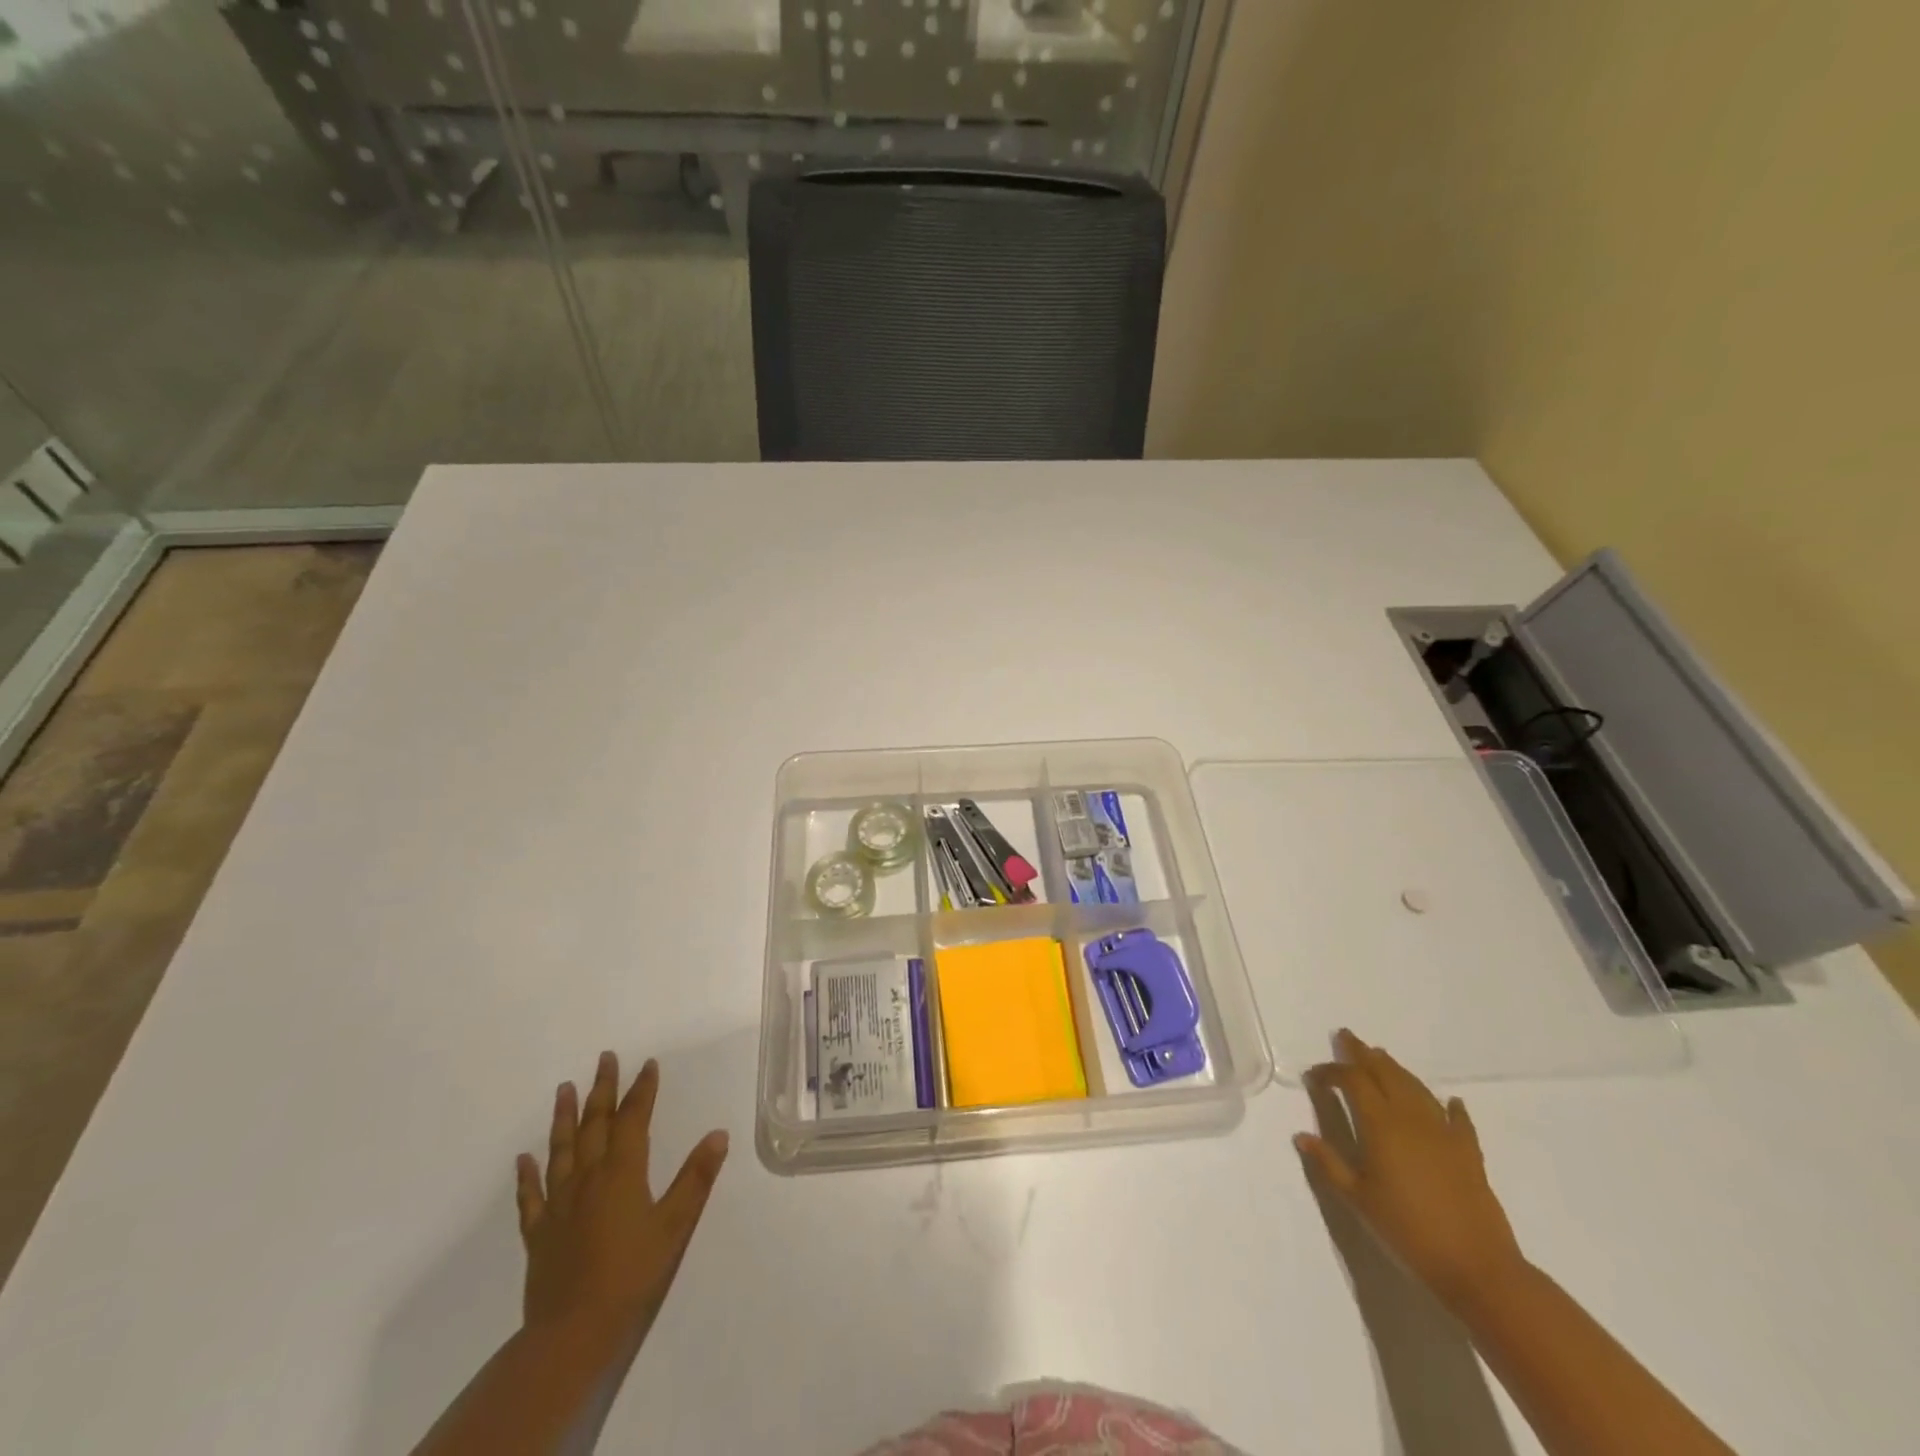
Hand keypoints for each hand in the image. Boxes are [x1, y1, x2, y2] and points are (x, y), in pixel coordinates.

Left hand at [516, 1052, 728, 1342]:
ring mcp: (559, 1204)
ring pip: (561, 1149)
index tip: (647, 1064)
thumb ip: (696, 1178)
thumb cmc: (632, 1274)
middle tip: (604, 1058)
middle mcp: (588, 1178)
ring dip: (564, 1117)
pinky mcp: (539, 1233)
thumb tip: (718, 1134)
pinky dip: (527, 1175)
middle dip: (602, 1089)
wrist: (573, 1332)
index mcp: (622, 1172)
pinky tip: (523, 1158)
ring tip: (564, 1088)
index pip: (634, 1119)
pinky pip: (531, 1196)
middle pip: (595, 1124)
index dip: (642, 1089)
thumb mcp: (675, 1225)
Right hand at [1295, 1029, 1525, 1309]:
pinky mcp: (1469, 1153)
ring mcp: (1443, 1133)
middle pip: (1385, 1074)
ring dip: (1397, 1070)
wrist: (1477, 1268)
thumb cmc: (1407, 1231)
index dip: (1331, 1072)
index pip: (1352, 1081)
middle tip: (1347, 1038)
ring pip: (1416, 1088)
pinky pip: (1458, 1120)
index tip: (1315, 1076)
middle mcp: (1410, 1118)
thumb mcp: (1358, 1199)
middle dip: (1363, 1054)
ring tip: (1382, 1057)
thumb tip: (1301, 1135)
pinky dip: (1451, 1107)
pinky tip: (1451, 1101)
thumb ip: (1329, 1164)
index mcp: (1380, 1125)